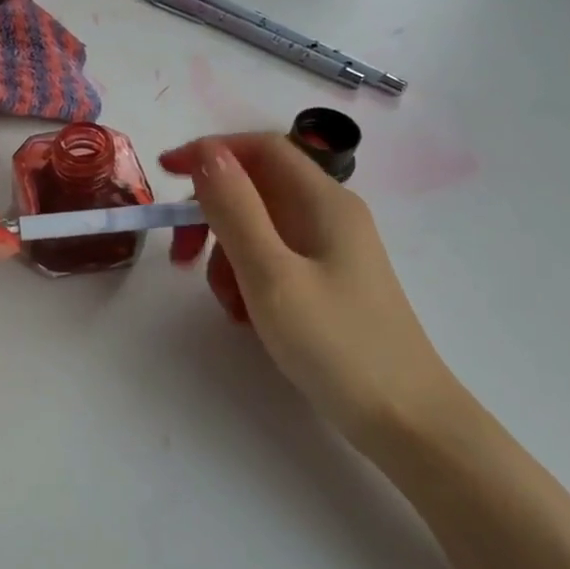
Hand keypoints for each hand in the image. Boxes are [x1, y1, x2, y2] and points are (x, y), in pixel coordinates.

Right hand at [161, 133, 457, 448]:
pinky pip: (273, 258)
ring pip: (258, 227)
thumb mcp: (271, 274)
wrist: (405, 420)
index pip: (260, 148)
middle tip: (181, 255)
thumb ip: (235, 209)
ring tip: (227, 303)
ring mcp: (330, 249)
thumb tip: (206, 153)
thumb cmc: (336, 343)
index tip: (164, 175)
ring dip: (225, 255)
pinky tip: (246, 314)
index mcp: (322, 201)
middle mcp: (329, 215)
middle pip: (255, 188)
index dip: (209, 152)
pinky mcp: (328, 280)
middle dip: (211, 215)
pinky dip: (247, 276)